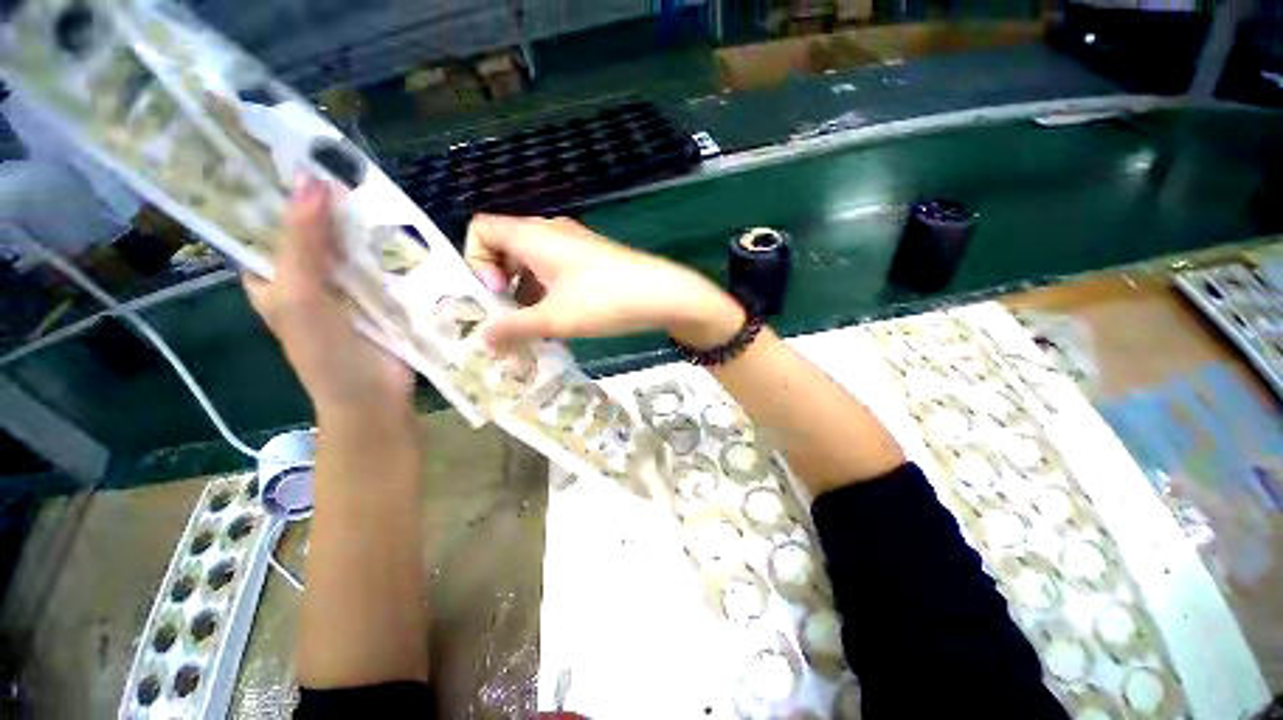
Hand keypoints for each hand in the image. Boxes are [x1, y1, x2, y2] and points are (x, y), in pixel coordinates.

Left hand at [244, 177, 412, 426]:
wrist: (375, 399)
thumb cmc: (326, 355)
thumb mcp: (301, 297)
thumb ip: (301, 243)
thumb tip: (310, 181)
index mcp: (275, 276)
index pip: (268, 223)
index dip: (277, 190)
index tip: (294, 151)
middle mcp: (310, 277)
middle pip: (317, 231)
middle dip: (331, 203)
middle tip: (348, 163)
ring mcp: (350, 288)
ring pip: (355, 246)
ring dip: (367, 225)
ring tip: (382, 188)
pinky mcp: (385, 298)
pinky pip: (386, 266)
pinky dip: (394, 250)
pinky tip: (408, 229)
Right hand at [464, 215, 744, 348]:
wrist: (661, 294)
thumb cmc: (603, 300)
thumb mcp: (554, 319)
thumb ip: (515, 329)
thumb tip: (484, 342)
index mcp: (533, 235)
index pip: (481, 228)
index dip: (476, 260)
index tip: (495, 294)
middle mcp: (550, 232)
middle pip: (506, 247)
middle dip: (500, 283)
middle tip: (509, 317)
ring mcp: (574, 244)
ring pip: (533, 263)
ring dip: (526, 293)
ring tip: (535, 328)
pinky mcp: (592, 259)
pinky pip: (557, 270)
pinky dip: (548, 292)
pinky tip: (560, 322)